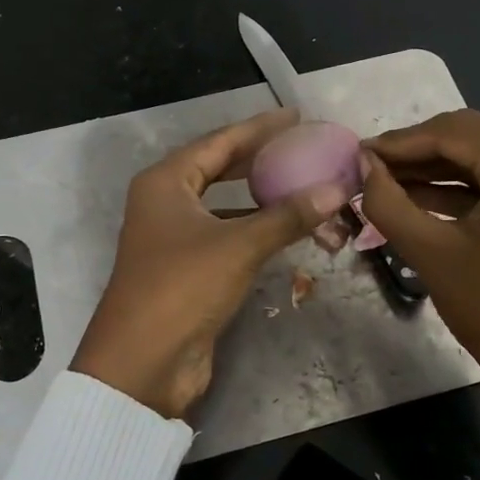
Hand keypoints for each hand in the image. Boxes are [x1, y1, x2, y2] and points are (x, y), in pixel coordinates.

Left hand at [71, 109, 350, 420]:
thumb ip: (287, 216)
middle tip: (303, 148)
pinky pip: (227, 238)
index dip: (258, 129)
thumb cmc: (183, 287)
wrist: (143, 363)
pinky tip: (286, 230)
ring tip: (304, 185)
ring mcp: (174, 239)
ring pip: (225, 207)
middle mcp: (165, 204)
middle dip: (260, 160)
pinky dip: (255, 231)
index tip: (295, 117)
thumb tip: (336, 190)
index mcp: (165, 183)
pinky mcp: (187, 272)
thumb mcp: (238, 245)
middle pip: (219, 170)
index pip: (219, 143)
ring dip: (261, 200)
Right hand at [360, 109, 479, 439]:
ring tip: (380, 181)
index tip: (357, 153)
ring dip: (430, 170)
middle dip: (414, 153)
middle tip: (366, 167)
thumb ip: (388, 202)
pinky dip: (453, 189)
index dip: (400, 141)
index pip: (454, 132)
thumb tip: (362, 166)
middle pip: (468, 139)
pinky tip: (410, 197)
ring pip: (478, 159)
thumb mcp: (430, 252)